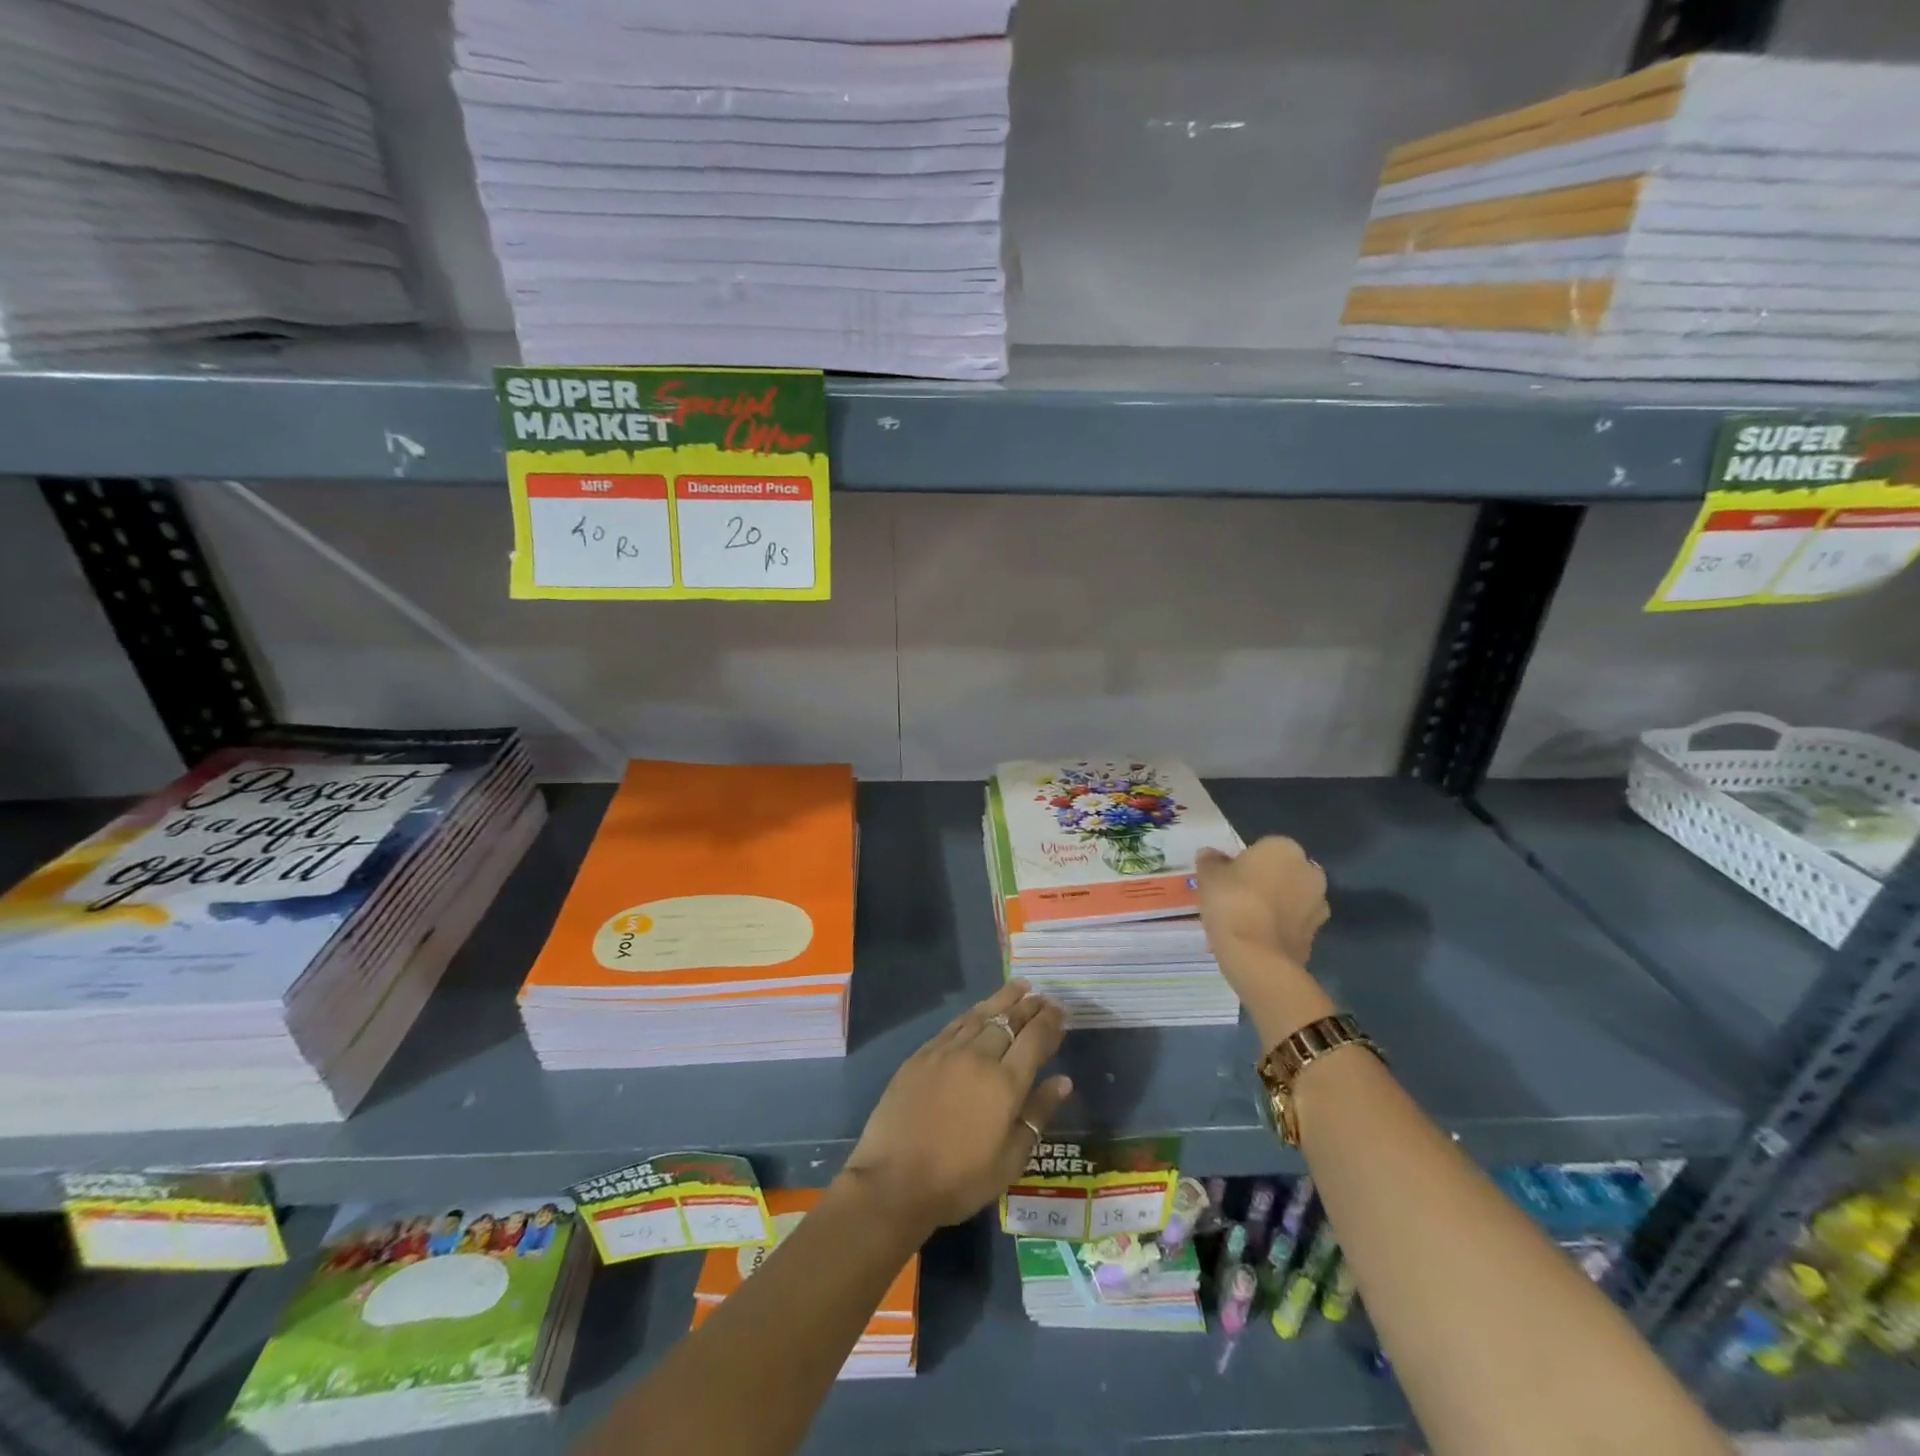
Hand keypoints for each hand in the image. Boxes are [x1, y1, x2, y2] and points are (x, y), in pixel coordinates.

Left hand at [841, 979, 1071, 1232]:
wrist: (894, 1180)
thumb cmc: (959, 1179)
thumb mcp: (1010, 1159)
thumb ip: (1037, 1113)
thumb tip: (1063, 1081)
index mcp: (1005, 1083)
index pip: (1035, 1040)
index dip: (1050, 1022)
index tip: (1061, 1010)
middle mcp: (978, 1057)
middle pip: (1009, 1021)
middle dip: (1030, 1006)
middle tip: (1044, 996)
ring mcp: (947, 1052)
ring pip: (981, 1015)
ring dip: (1003, 999)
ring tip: (1019, 987)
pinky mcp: (922, 1054)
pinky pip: (955, 1024)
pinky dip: (973, 1012)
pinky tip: (979, 1010)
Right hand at [1196, 838, 1333, 1043]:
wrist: (1258, 958)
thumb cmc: (1232, 903)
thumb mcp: (1209, 876)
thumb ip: (1211, 861)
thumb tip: (1211, 854)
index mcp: (1284, 848)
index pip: (1262, 848)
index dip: (1243, 862)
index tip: (1227, 878)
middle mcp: (1309, 870)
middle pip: (1281, 872)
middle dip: (1264, 882)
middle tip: (1235, 898)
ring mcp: (1318, 904)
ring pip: (1290, 898)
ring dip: (1274, 905)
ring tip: (1245, 921)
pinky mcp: (1317, 934)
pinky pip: (1293, 923)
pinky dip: (1279, 927)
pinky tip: (1256, 938)